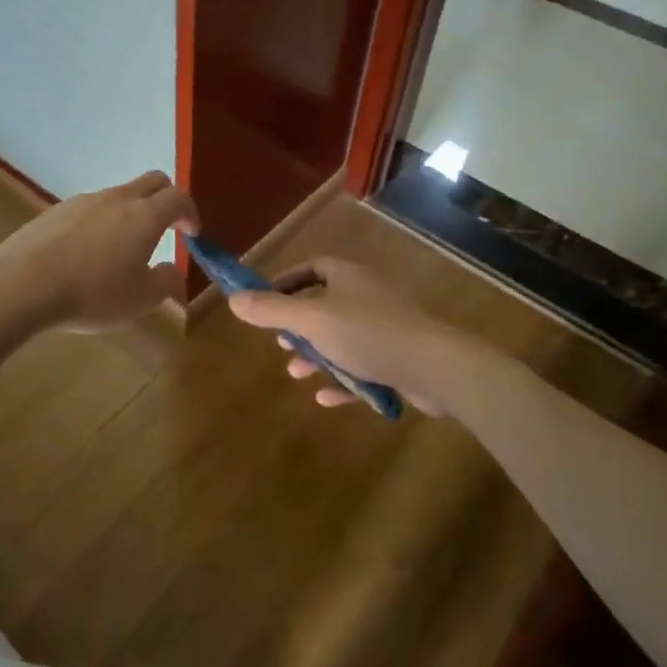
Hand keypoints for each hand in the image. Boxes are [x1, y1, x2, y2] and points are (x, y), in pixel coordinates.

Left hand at [0, 171, 198, 332]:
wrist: (22, 285)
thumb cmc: (92, 293)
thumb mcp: (141, 299)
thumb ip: (165, 282)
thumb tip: (173, 271)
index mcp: (145, 216)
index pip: (179, 197)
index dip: (190, 213)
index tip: (192, 234)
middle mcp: (117, 198)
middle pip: (152, 181)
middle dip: (166, 199)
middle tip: (167, 228)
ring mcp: (83, 201)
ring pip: (118, 194)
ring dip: (130, 212)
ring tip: (122, 247)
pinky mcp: (55, 210)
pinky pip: (89, 208)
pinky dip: (100, 221)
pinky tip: (86, 252)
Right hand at [227, 258, 477, 415]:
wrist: (434, 367)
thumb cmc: (368, 333)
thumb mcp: (311, 321)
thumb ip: (272, 311)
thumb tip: (232, 299)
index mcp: (347, 277)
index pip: (310, 268)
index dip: (285, 283)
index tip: (263, 302)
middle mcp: (366, 295)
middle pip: (324, 304)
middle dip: (298, 325)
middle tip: (279, 343)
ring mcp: (384, 327)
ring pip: (342, 338)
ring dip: (317, 355)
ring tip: (296, 373)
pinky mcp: (397, 357)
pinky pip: (363, 366)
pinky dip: (343, 379)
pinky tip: (326, 397)